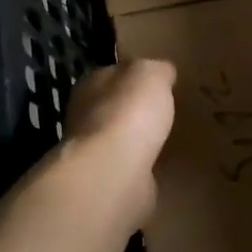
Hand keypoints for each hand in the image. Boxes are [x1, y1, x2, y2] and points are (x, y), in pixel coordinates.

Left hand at [62, 59, 176, 222]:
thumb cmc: (129, 112)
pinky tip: (161, 166)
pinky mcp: (107, 182)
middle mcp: (85, 117)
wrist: (114, 171)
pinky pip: (130, 168)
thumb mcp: (151, 73)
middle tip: (165, 113)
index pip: (113, 74)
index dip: (134, 76)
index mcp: (91, 85)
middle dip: (135, 111)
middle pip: (114, 108)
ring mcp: (94, 153)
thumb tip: (164, 71)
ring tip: (166, 140)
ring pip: (120, 140)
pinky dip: (142, 167)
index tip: (158, 83)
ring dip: (138, 141)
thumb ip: (157, 69)